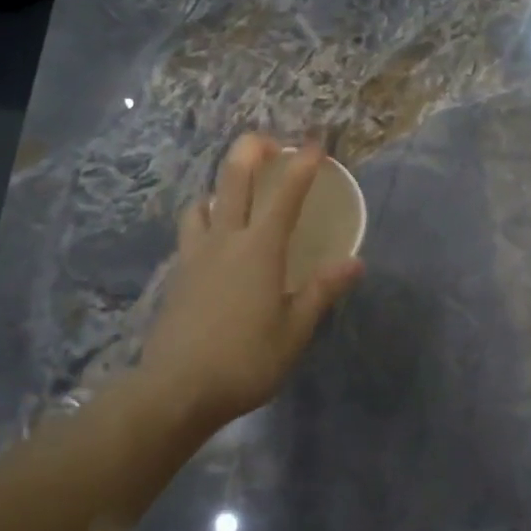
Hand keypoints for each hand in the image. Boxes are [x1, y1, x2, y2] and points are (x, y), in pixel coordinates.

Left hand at [137, 134, 363, 429]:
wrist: (176, 390)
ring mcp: (194, 256)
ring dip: (219, 187)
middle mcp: (224, 241)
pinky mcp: (177, 275)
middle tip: (265, 140)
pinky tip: (213, 238)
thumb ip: (321, 291)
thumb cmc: (245, 361)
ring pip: (203, 204)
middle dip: (249, 152)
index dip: (301, 167)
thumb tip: (354, 262)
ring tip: (233, 193)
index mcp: (259, 250)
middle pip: (233, 182)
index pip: (285, 197)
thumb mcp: (293, 331)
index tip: (314, 145)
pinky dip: (204, 218)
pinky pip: (190, 231)